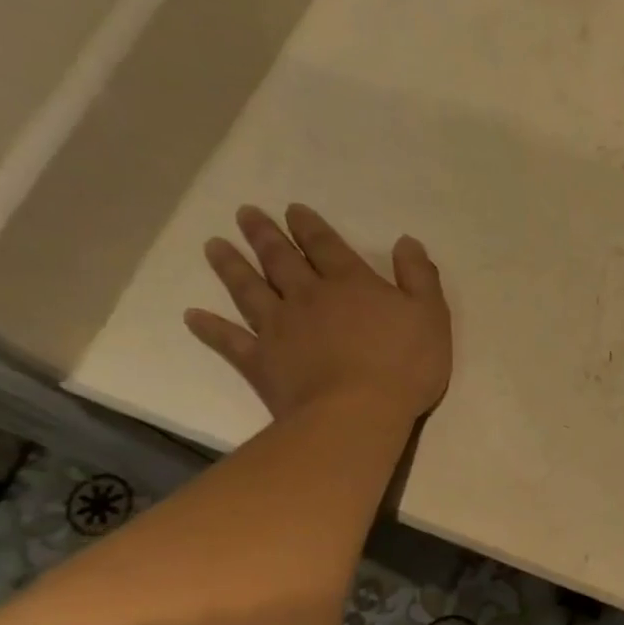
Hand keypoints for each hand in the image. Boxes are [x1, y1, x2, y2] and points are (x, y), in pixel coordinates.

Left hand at [184, 204, 451, 424]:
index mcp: (351, 284)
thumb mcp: (430, 316)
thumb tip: (406, 241)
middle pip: (281, 260)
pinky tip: (193, 317)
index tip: (292, 210)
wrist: (357, 413)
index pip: (327, 246)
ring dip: (232, 267)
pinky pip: (230, 341)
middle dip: (264, 235)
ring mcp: (279, 329)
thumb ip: (419, 277)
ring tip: (214, 246)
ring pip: (250, 290)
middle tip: (245, 214)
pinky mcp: (261, 362)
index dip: (310, 227)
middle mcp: (308, 297)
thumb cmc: (404, 366)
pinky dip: (211, 328)